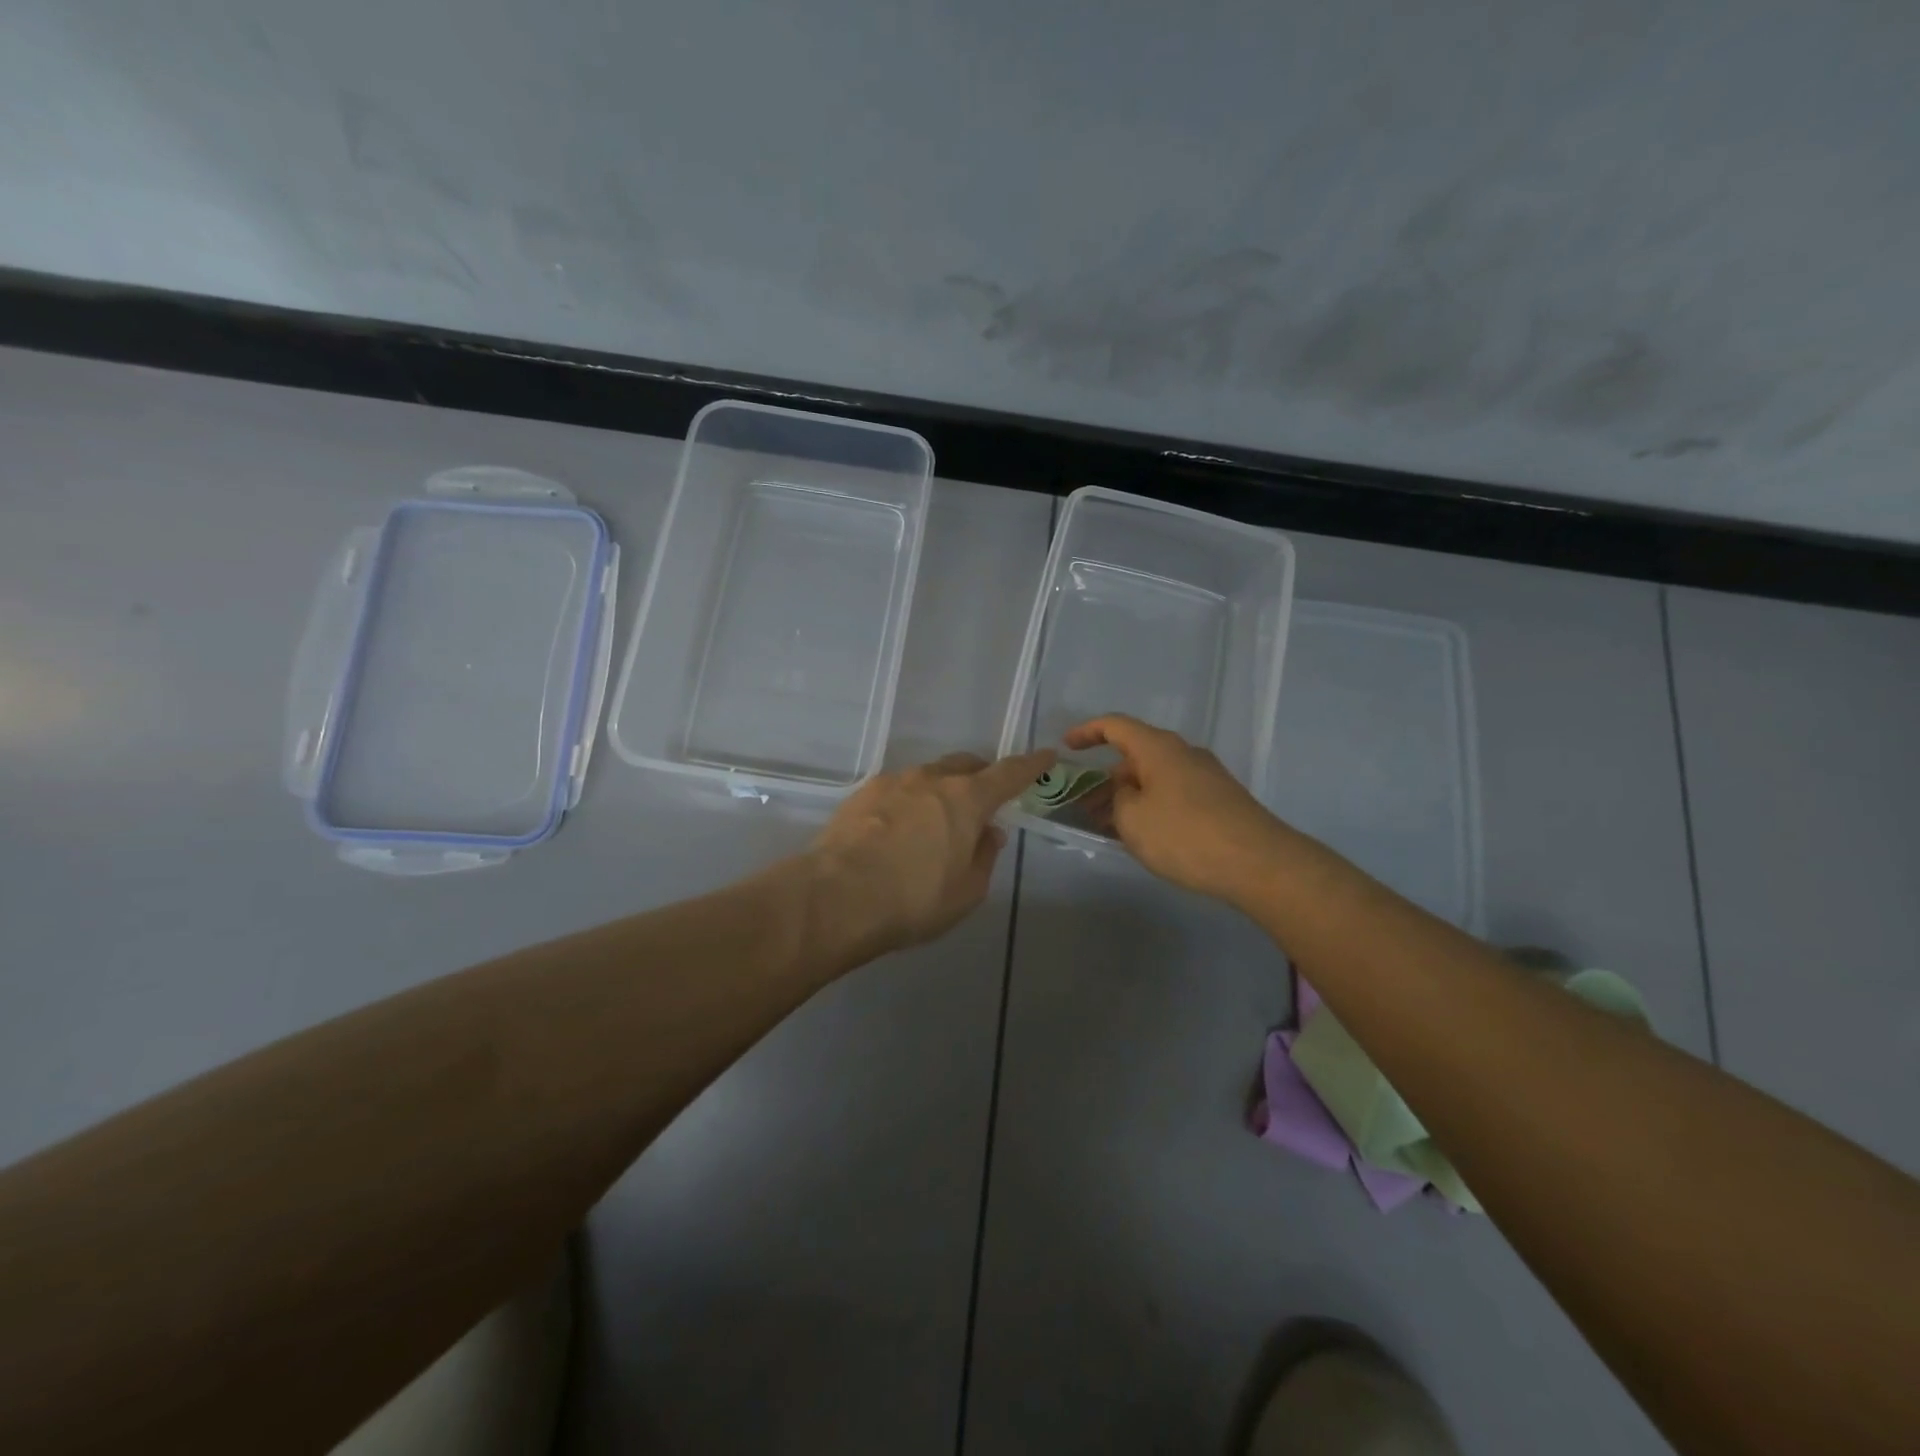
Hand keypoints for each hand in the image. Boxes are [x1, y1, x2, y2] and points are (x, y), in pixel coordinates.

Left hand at [806, 748, 1054, 961]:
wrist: (835, 897)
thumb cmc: (913, 899)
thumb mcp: (966, 891)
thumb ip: (984, 856)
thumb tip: (990, 832)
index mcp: (966, 799)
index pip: (1009, 773)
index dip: (1031, 765)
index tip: (1046, 756)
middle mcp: (931, 779)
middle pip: (965, 765)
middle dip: (980, 776)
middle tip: (983, 801)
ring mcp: (892, 782)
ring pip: (928, 776)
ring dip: (940, 791)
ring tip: (935, 823)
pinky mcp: (861, 794)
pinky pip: (897, 790)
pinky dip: (908, 803)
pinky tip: (898, 830)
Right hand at [1066, 714, 1292, 904]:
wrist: (1258, 863)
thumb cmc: (1185, 834)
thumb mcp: (1132, 819)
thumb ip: (1118, 800)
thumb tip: (1126, 793)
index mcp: (1158, 748)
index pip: (1115, 726)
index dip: (1087, 732)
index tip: (1067, 746)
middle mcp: (1183, 754)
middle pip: (1136, 756)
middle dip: (1106, 779)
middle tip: (1084, 806)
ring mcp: (1205, 777)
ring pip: (1154, 779)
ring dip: (1128, 797)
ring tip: (1107, 826)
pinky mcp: (1219, 801)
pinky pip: (1173, 795)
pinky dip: (1151, 807)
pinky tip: (1142, 836)